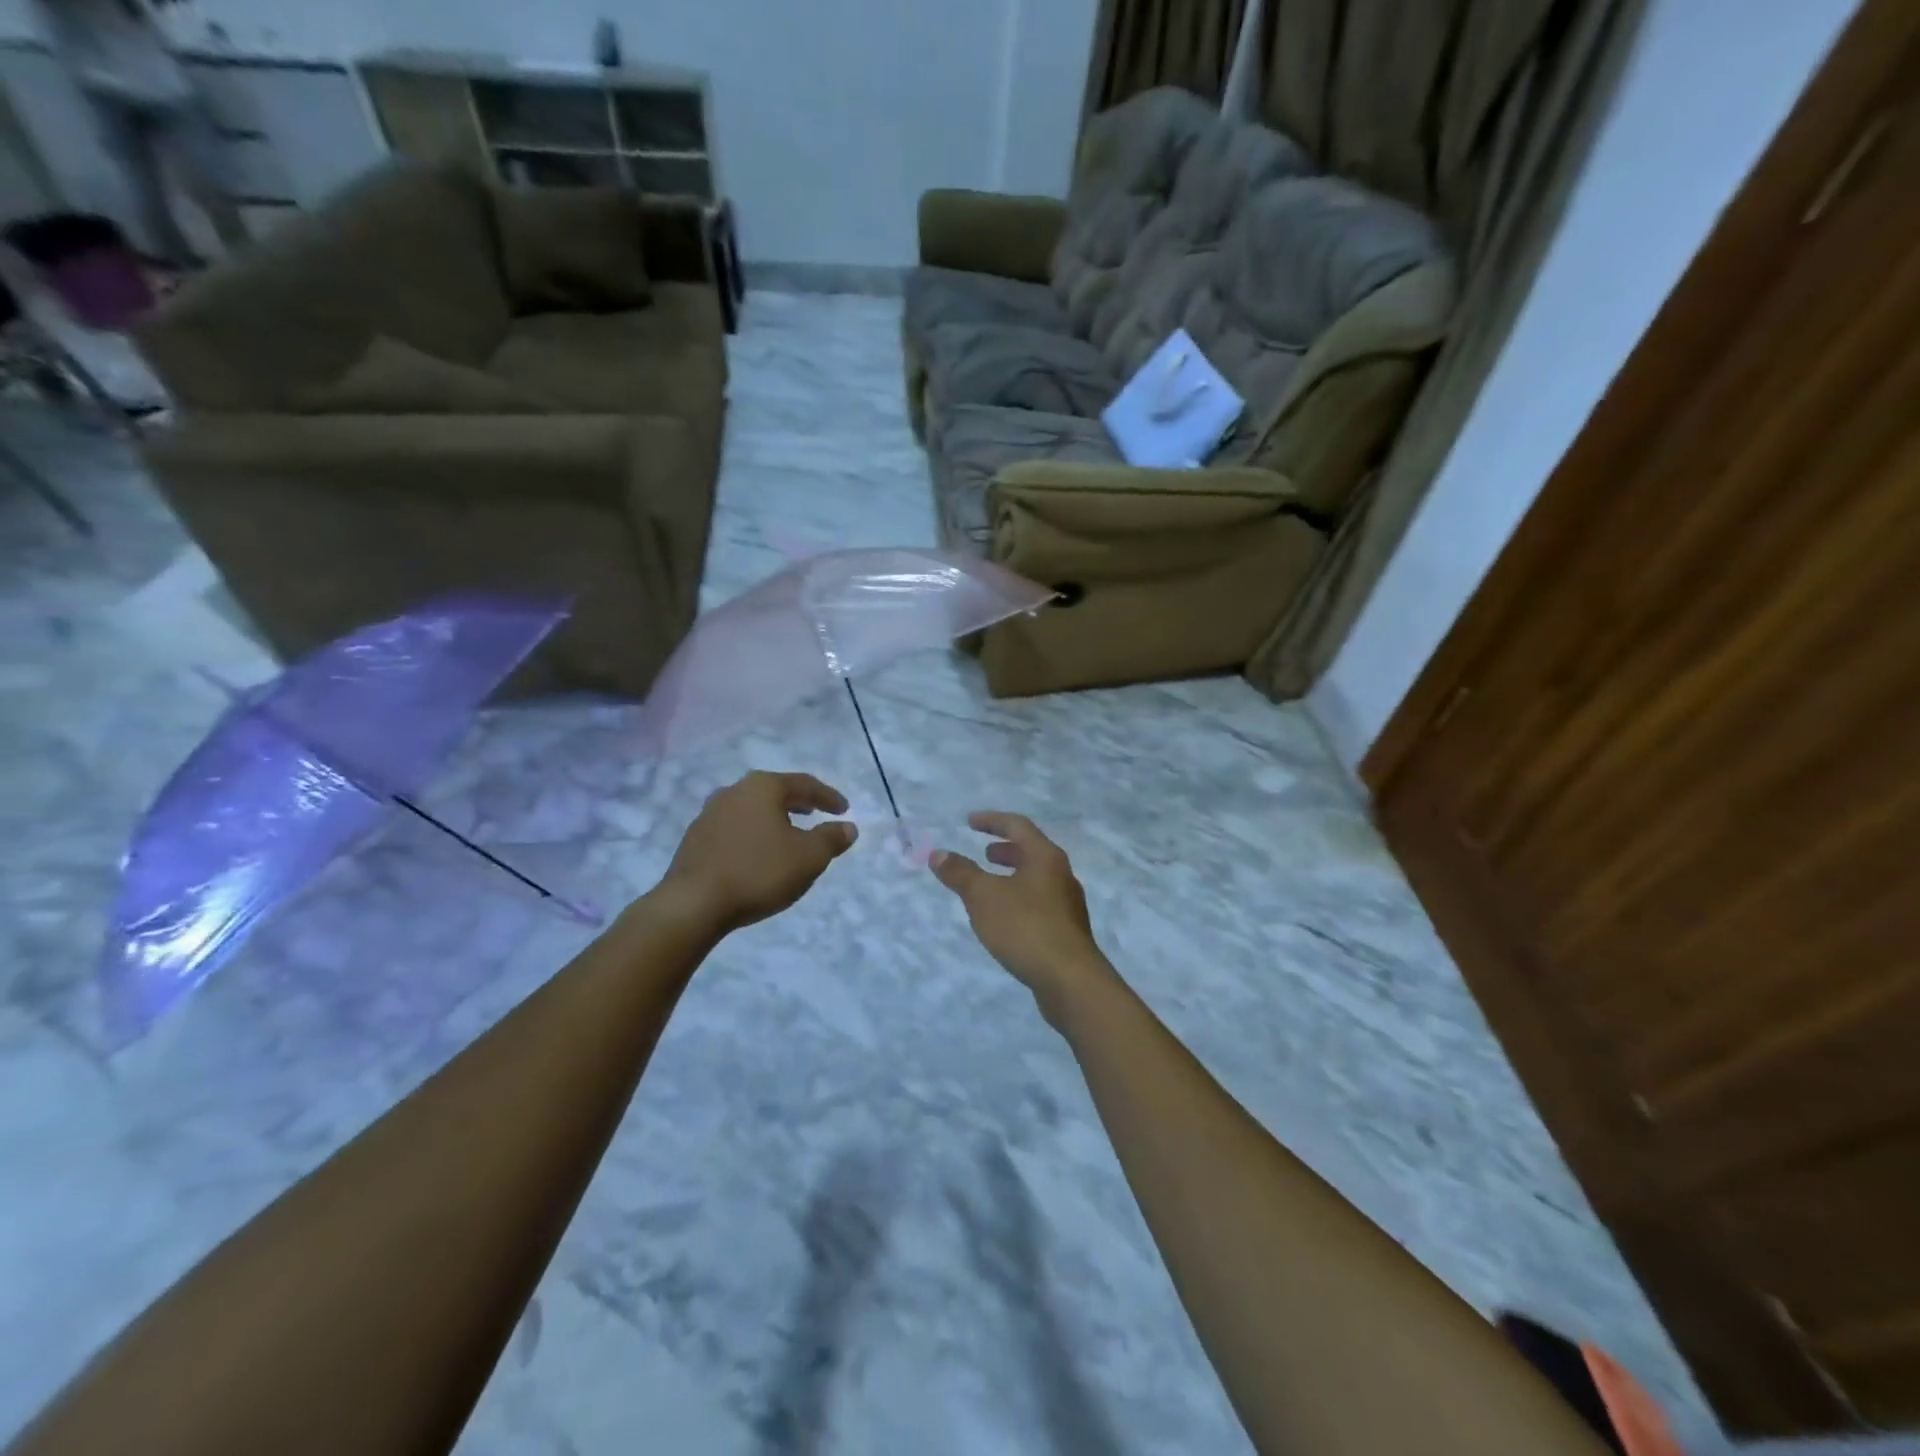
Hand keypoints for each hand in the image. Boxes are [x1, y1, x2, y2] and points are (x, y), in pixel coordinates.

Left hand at [662, 771, 857, 932]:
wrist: (693, 904)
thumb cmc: (759, 872)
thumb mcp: (809, 857)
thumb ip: (831, 839)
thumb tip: (848, 827)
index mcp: (762, 787)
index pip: (804, 784)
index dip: (828, 797)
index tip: (844, 810)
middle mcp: (733, 791)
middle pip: (774, 792)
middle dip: (799, 803)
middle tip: (816, 814)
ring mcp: (709, 814)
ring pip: (752, 810)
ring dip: (774, 819)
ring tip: (789, 834)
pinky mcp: (695, 839)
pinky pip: (734, 828)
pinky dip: (753, 834)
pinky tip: (758, 854)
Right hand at [930, 812, 1115, 1028]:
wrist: (1069, 980)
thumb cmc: (1025, 927)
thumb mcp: (983, 897)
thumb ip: (961, 873)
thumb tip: (938, 853)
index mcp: (1046, 858)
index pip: (1018, 826)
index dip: (992, 821)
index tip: (970, 821)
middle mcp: (1061, 875)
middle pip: (1032, 852)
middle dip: (1006, 850)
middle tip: (985, 852)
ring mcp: (1068, 905)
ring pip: (1037, 879)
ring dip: (1013, 875)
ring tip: (991, 886)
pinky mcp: (1066, 931)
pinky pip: (1039, 903)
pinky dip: (1019, 899)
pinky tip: (1005, 919)